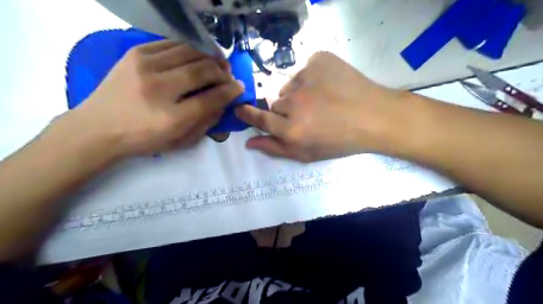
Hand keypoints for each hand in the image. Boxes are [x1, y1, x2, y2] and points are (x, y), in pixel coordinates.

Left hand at [62, 40, 242, 158]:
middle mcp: (159, 88)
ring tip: (217, 64)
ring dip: (209, 57)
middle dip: (222, 72)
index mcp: (171, 118)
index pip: (211, 98)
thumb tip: (224, 101)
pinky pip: (173, 43)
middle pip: (203, 70)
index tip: (239, 87)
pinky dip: (190, 49)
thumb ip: (207, 122)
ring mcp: (144, 66)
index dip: (230, 91)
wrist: (97, 127)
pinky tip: (196, 57)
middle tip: (228, 76)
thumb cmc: (144, 140)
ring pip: (190, 51)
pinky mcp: (136, 53)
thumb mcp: (181, 142)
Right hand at [236, 52, 403, 162]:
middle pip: (276, 103)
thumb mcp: (307, 153)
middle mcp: (294, 104)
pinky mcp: (318, 60)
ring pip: (289, 87)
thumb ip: (275, 148)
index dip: (247, 113)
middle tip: (308, 115)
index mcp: (291, 130)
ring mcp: (305, 78)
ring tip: (321, 101)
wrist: (374, 116)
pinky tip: (328, 86)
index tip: (240, 108)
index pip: (258, 118)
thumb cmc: (341, 141)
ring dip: (299, 94)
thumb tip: (249, 142)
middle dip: (286, 111)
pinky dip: (311, 78)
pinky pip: (303, 70)